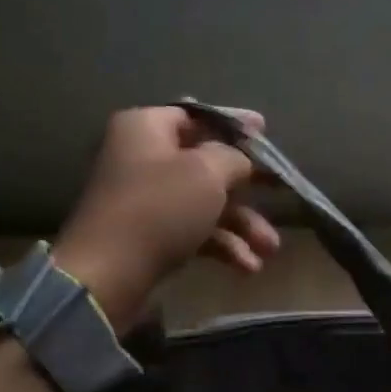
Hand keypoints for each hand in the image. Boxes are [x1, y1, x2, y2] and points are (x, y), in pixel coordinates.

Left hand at [53, 106, 280, 332]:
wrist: (108, 276)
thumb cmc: (159, 210)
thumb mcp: (206, 173)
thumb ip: (233, 157)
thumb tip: (240, 160)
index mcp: (146, 128)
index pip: (197, 115)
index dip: (234, 124)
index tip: (265, 133)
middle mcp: (142, 158)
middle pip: (205, 163)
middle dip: (247, 186)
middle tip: (282, 192)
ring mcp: (146, 200)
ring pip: (204, 203)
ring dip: (241, 224)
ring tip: (270, 248)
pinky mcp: (149, 237)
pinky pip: (193, 232)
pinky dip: (221, 245)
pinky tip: (247, 267)